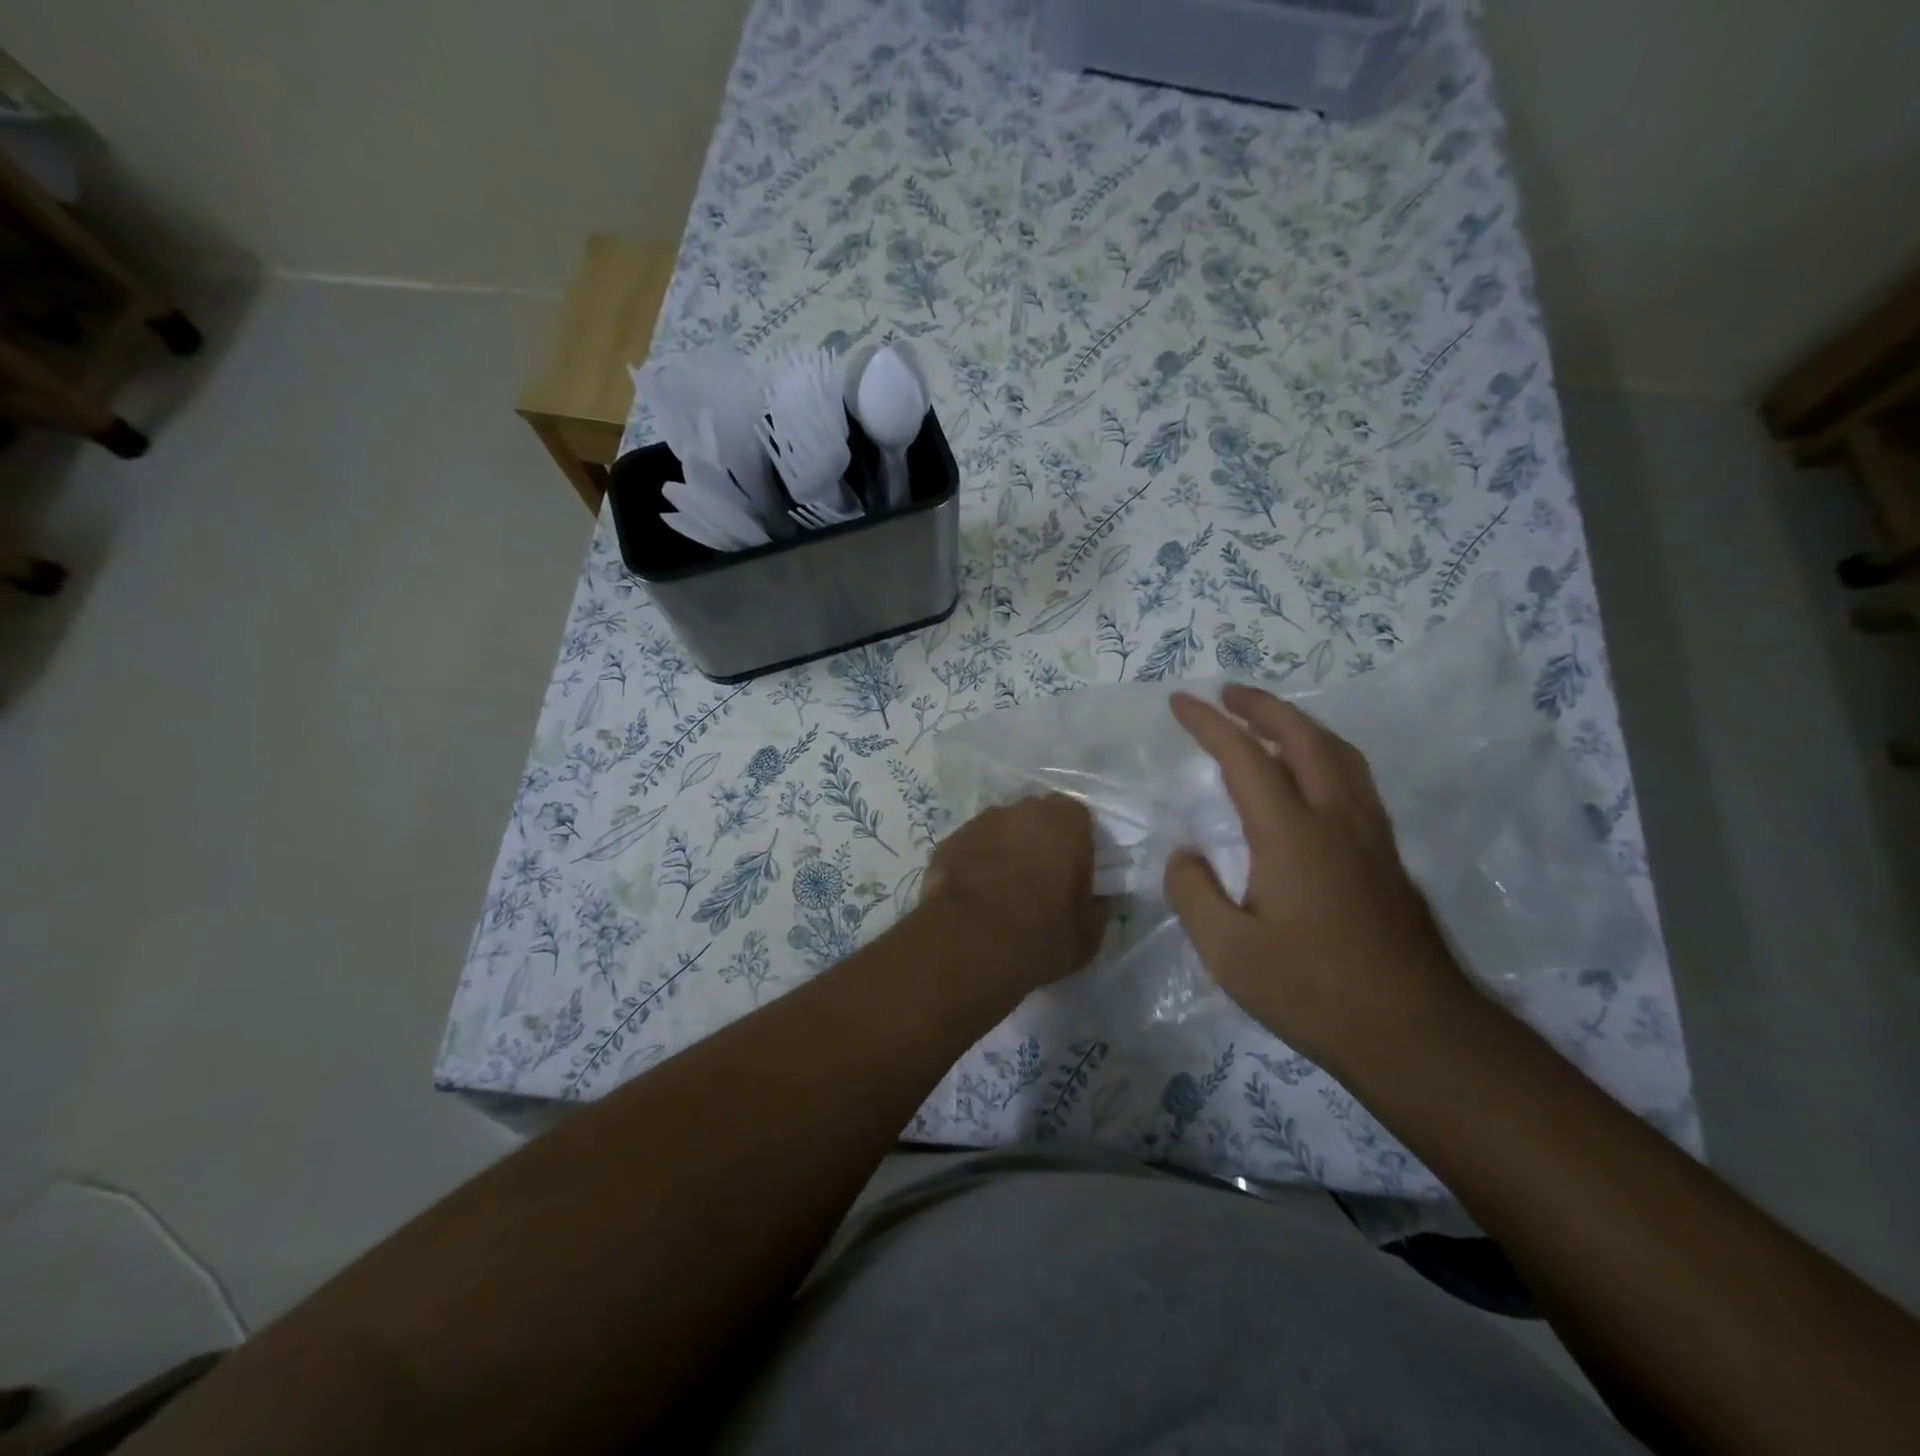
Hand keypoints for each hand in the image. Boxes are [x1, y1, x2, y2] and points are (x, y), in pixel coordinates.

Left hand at [920, 794, 1103, 996]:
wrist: (967, 942)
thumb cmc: (1039, 935)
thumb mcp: (1086, 936)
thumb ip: (1095, 910)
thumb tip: (1093, 903)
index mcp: (1066, 822)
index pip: (1078, 820)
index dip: (1075, 847)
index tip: (1071, 878)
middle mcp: (1022, 810)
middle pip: (1036, 819)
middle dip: (1037, 842)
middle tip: (1037, 882)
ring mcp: (980, 821)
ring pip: (1000, 830)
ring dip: (1004, 850)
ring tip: (1000, 891)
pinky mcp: (948, 840)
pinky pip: (971, 847)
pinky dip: (974, 863)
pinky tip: (972, 896)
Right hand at [1164, 685, 1467, 1071]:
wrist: (1414, 1034)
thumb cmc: (1312, 991)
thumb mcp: (1227, 953)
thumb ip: (1194, 893)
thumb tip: (1186, 855)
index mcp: (1291, 835)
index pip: (1245, 758)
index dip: (1210, 724)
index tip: (1181, 702)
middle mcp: (1336, 820)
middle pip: (1305, 738)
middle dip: (1263, 706)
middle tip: (1229, 693)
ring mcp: (1370, 836)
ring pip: (1339, 755)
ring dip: (1300, 725)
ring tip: (1270, 721)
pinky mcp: (1388, 858)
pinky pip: (1354, 780)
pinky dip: (1325, 754)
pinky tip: (1314, 777)